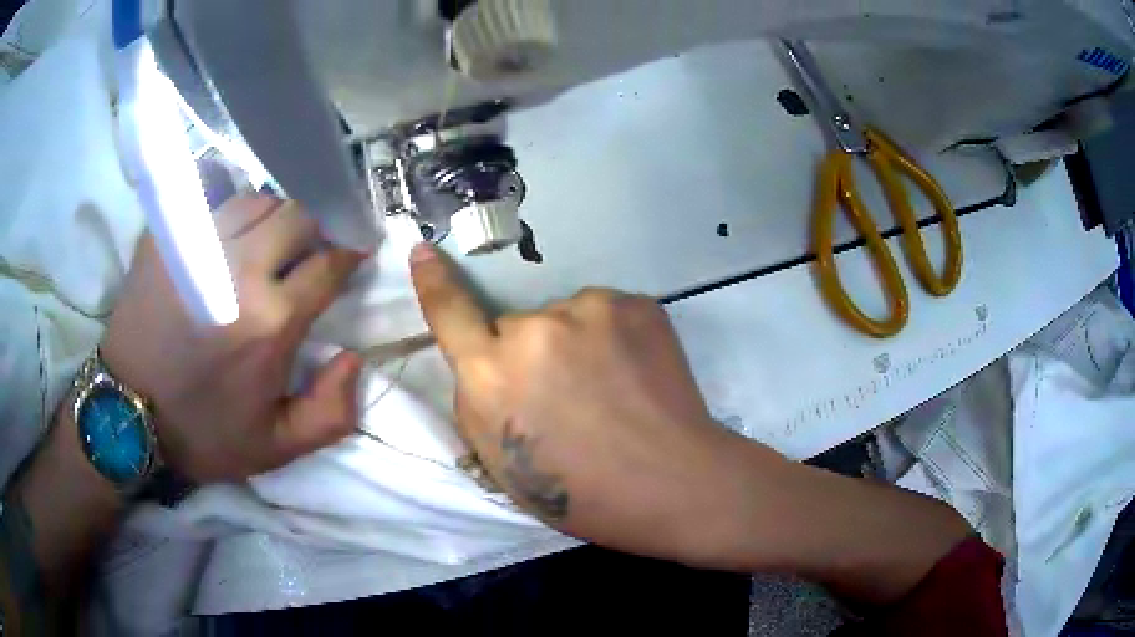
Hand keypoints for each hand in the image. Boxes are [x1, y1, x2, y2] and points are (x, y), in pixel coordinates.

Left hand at [100, 196, 366, 482]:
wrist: (127, 416)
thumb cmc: (202, 433)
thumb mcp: (276, 448)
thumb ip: (331, 413)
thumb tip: (354, 357)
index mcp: (271, 322)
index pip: (329, 262)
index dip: (349, 253)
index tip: (352, 254)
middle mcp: (239, 270)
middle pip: (297, 214)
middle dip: (315, 226)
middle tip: (309, 248)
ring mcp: (198, 246)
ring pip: (256, 198)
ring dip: (273, 216)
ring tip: (267, 241)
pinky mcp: (167, 238)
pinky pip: (210, 198)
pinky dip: (229, 207)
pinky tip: (227, 232)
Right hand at [409, 243, 773, 563]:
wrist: (673, 483)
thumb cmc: (581, 494)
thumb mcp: (500, 464)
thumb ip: (478, 401)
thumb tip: (483, 362)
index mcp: (492, 376)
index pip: (449, 313)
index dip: (433, 281)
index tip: (423, 251)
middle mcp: (533, 330)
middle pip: (515, 325)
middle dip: (528, 353)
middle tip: (568, 395)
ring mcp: (589, 309)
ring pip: (564, 318)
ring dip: (574, 342)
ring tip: (609, 387)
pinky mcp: (635, 302)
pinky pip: (604, 314)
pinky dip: (611, 338)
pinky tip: (634, 372)